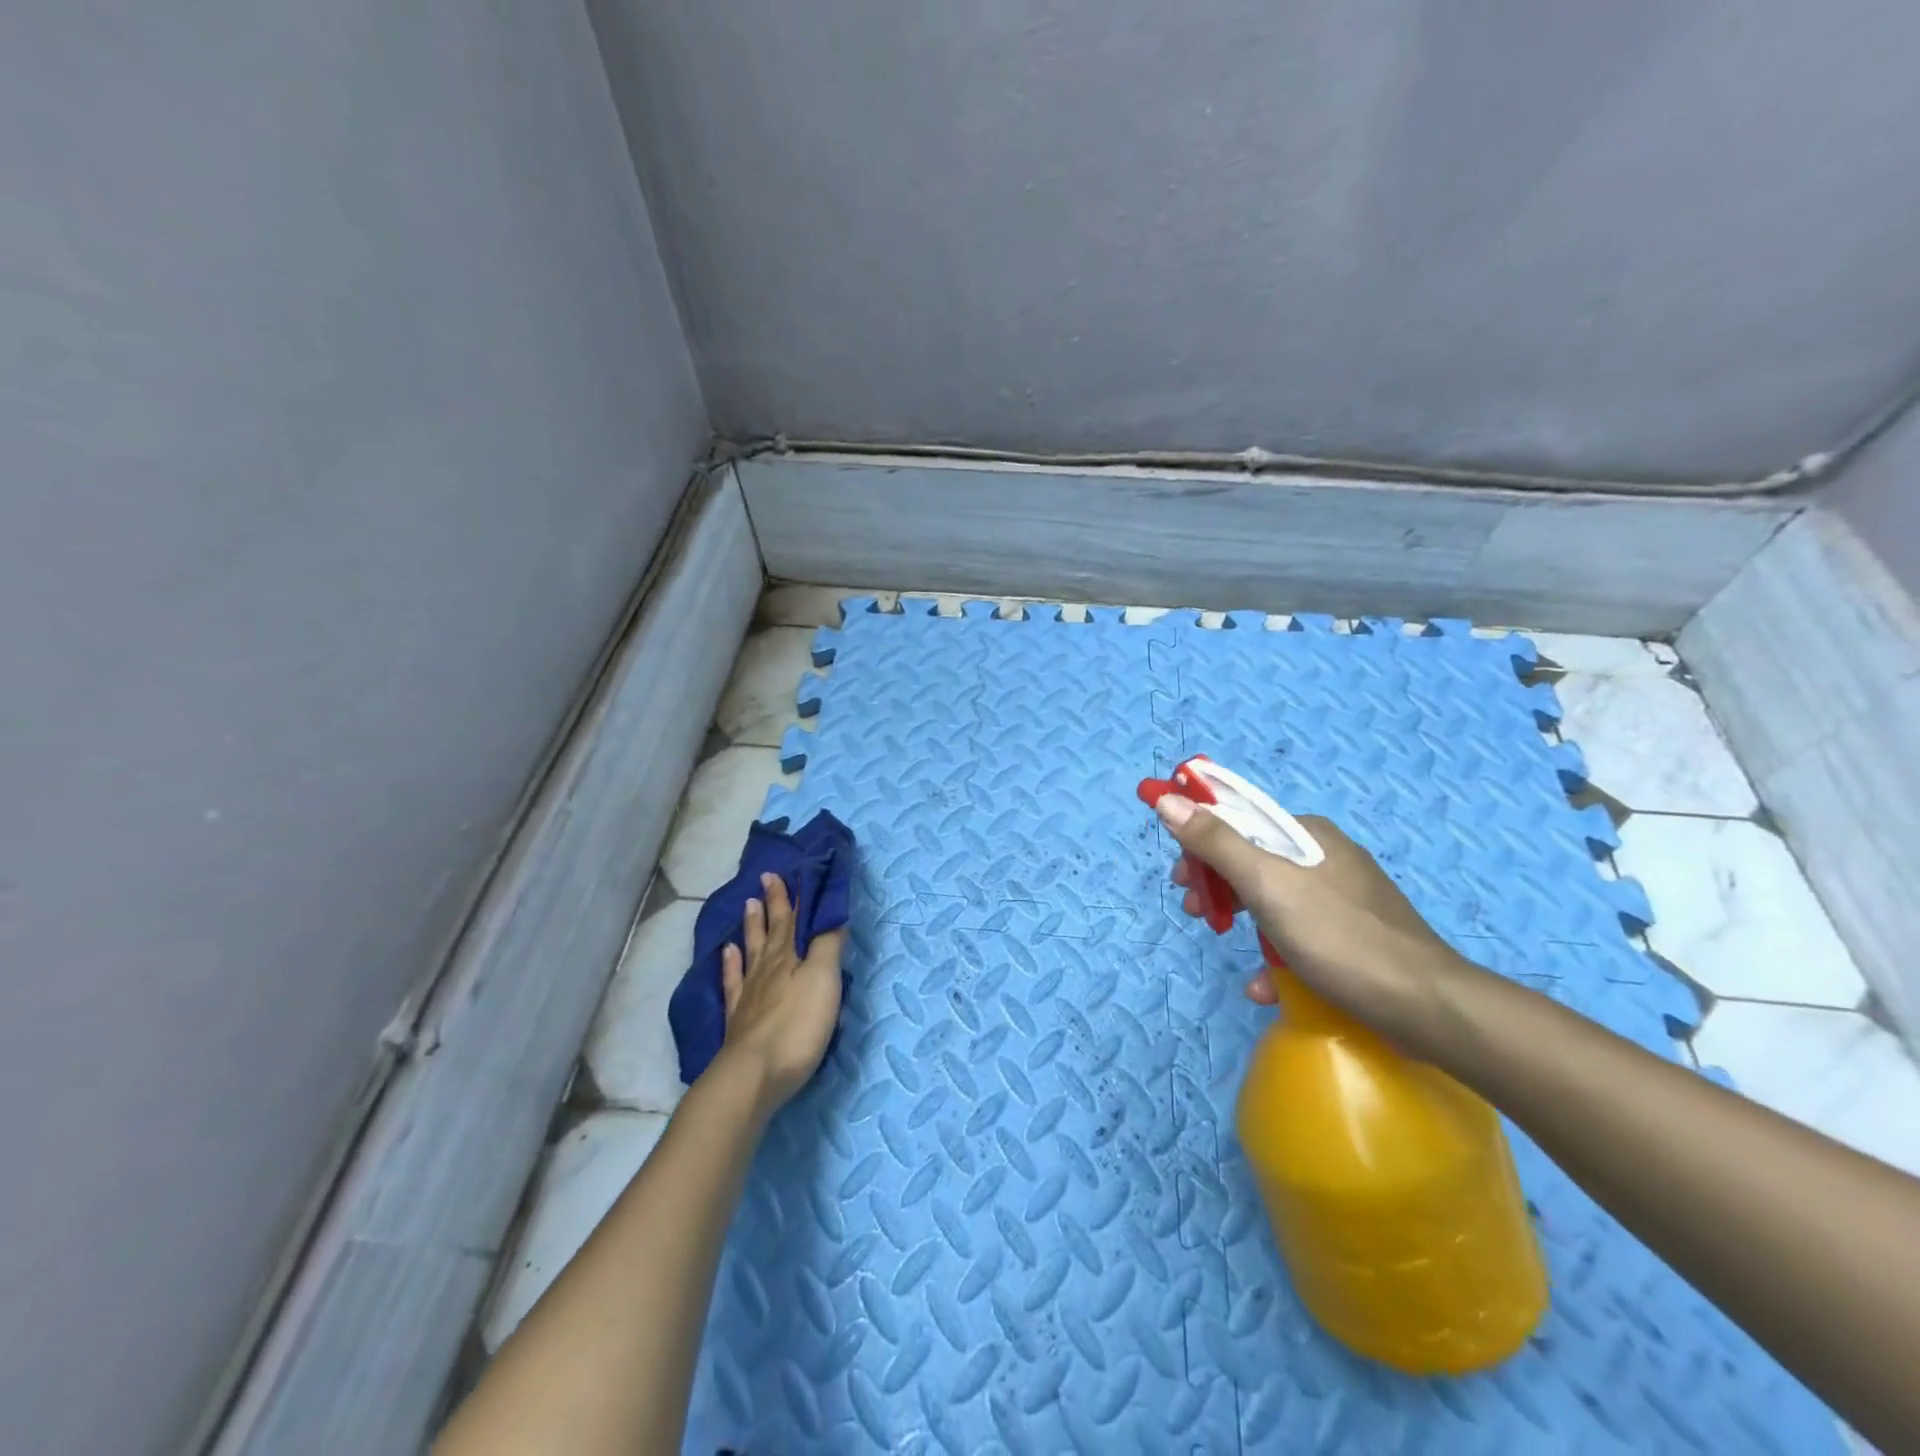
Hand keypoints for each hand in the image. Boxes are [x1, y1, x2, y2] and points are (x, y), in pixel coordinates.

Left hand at [713, 873, 844, 1116]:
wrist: (754, 1075)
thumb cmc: (797, 1025)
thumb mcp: (823, 980)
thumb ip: (828, 945)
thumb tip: (831, 914)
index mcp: (789, 957)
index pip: (791, 919)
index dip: (789, 896)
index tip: (781, 872)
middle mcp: (766, 969)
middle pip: (770, 931)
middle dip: (771, 904)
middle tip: (764, 879)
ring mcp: (749, 994)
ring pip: (750, 951)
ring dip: (752, 927)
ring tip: (747, 905)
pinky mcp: (739, 1020)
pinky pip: (733, 982)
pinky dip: (730, 964)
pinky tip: (727, 953)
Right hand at [1156, 795, 1465, 1045]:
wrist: (1428, 1007)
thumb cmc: (1339, 937)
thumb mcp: (1267, 884)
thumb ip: (1216, 842)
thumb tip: (1168, 799)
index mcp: (1308, 834)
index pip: (1240, 819)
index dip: (1201, 839)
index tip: (1179, 872)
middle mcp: (1325, 857)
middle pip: (1253, 859)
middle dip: (1217, 882)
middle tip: (1194, 907)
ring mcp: (1343, 898)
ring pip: (1273, 898)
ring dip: (1240, 917)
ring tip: (1217, 938)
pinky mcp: (1353, 937)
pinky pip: (1300, 934)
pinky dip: (1275, 953)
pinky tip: (1265, 986)